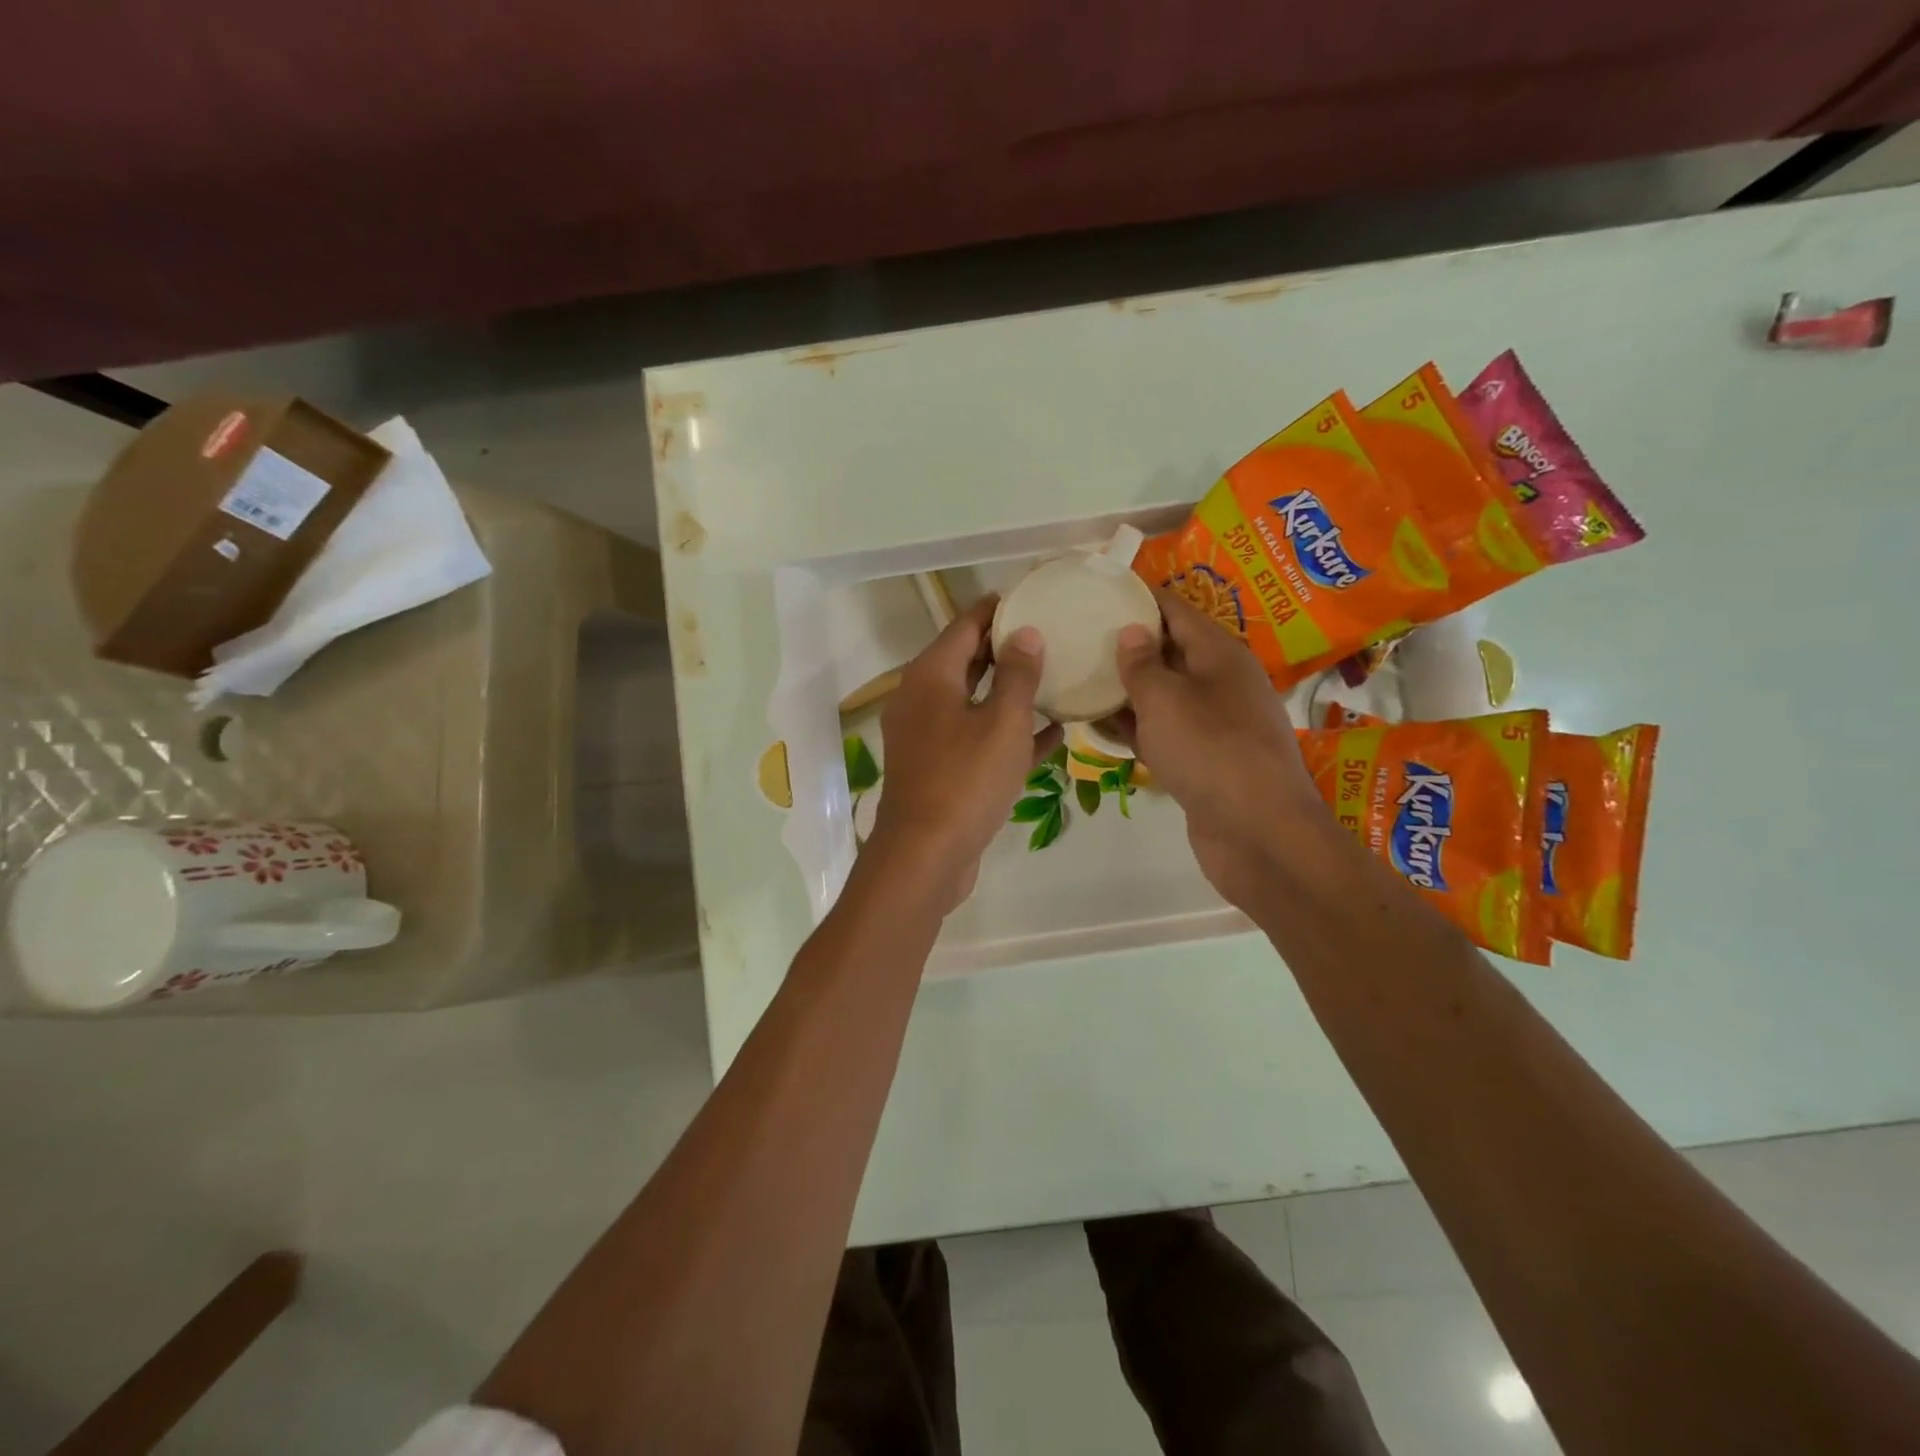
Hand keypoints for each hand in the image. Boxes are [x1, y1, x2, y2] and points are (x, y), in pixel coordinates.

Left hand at [867, 596, 1063, 912]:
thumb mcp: (1002, 722)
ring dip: (1010, 693)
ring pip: (974, 703)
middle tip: (1050, 635)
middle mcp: (922, 700)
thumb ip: (1018, 675)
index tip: (1029, 598)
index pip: (964, 626)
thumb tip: (1026, 634)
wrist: (926, 855)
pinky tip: (1052, 737)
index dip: (995, 610)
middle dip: (1005, 649)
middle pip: (966, 662)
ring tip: (1054, 678)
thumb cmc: (966, 779)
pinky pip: (978, 740)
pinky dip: (1008, 735)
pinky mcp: (940, 770)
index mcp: (930, 677)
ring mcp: (928, 738)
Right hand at [1109, 589, 1326, 909]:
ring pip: (1162, 694)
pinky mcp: (1203, 760)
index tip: (1098, 590)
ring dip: (1125, 688)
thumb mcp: (1166, 700)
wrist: (1258, 834)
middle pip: (1169, 650)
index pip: (1175, 609)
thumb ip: (1141, 664)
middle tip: (1077, 634)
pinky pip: (1163, 731)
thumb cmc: (1211, 752)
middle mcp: (1220, 682)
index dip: (1139, 597)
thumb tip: (1130, 632)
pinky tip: (1097, 726)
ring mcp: (1213, 724)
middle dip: (1126, 642)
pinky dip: (1134, 726)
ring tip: (1078, 676)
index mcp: (1219, 654)